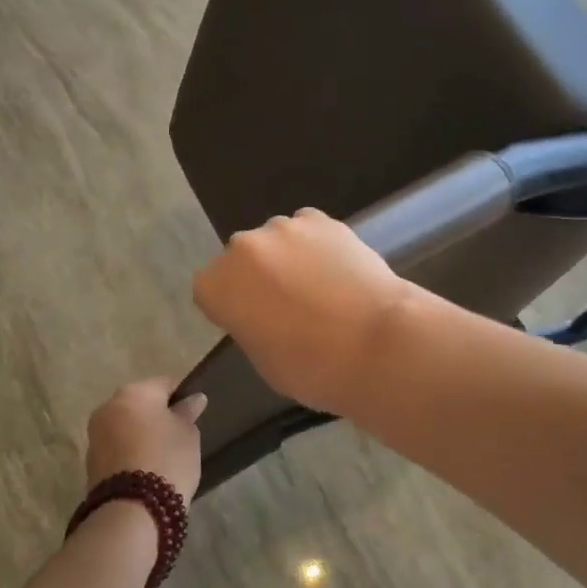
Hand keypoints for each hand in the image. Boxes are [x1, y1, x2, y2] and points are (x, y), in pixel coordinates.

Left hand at [86, 378, 205, 504]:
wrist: (131, 510)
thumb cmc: (167, 460)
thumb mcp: (188, 434)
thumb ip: (188, 413)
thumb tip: (193, 399)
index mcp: (134, 392)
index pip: (165, 383)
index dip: (182, 395)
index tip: (194, 413)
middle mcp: (109, 406)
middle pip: (140, 403)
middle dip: (157, 415)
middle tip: (178, 434)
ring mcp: (95, 434)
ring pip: (126, 425)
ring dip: (141, 434)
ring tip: (163, 454)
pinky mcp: (90, 461)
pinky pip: (117, 447)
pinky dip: (130, 452)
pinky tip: (146, 468)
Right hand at [192, 208, 418, 415]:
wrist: (376, 342)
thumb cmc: (312, 367)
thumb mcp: (263, 361)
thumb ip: (250, 327)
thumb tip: (263, 316)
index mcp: (216, 285)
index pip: (210, 290)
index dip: (231, 306)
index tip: (252, 322)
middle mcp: (242, 248)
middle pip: (241, 259)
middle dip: (257, 278)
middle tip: (287, 306)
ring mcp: (283, 228)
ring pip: (276, 241)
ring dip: (287, 258)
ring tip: (320, 287)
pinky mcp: (322, 219)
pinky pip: (309, 229)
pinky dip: (317, 245)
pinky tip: (337, 270)